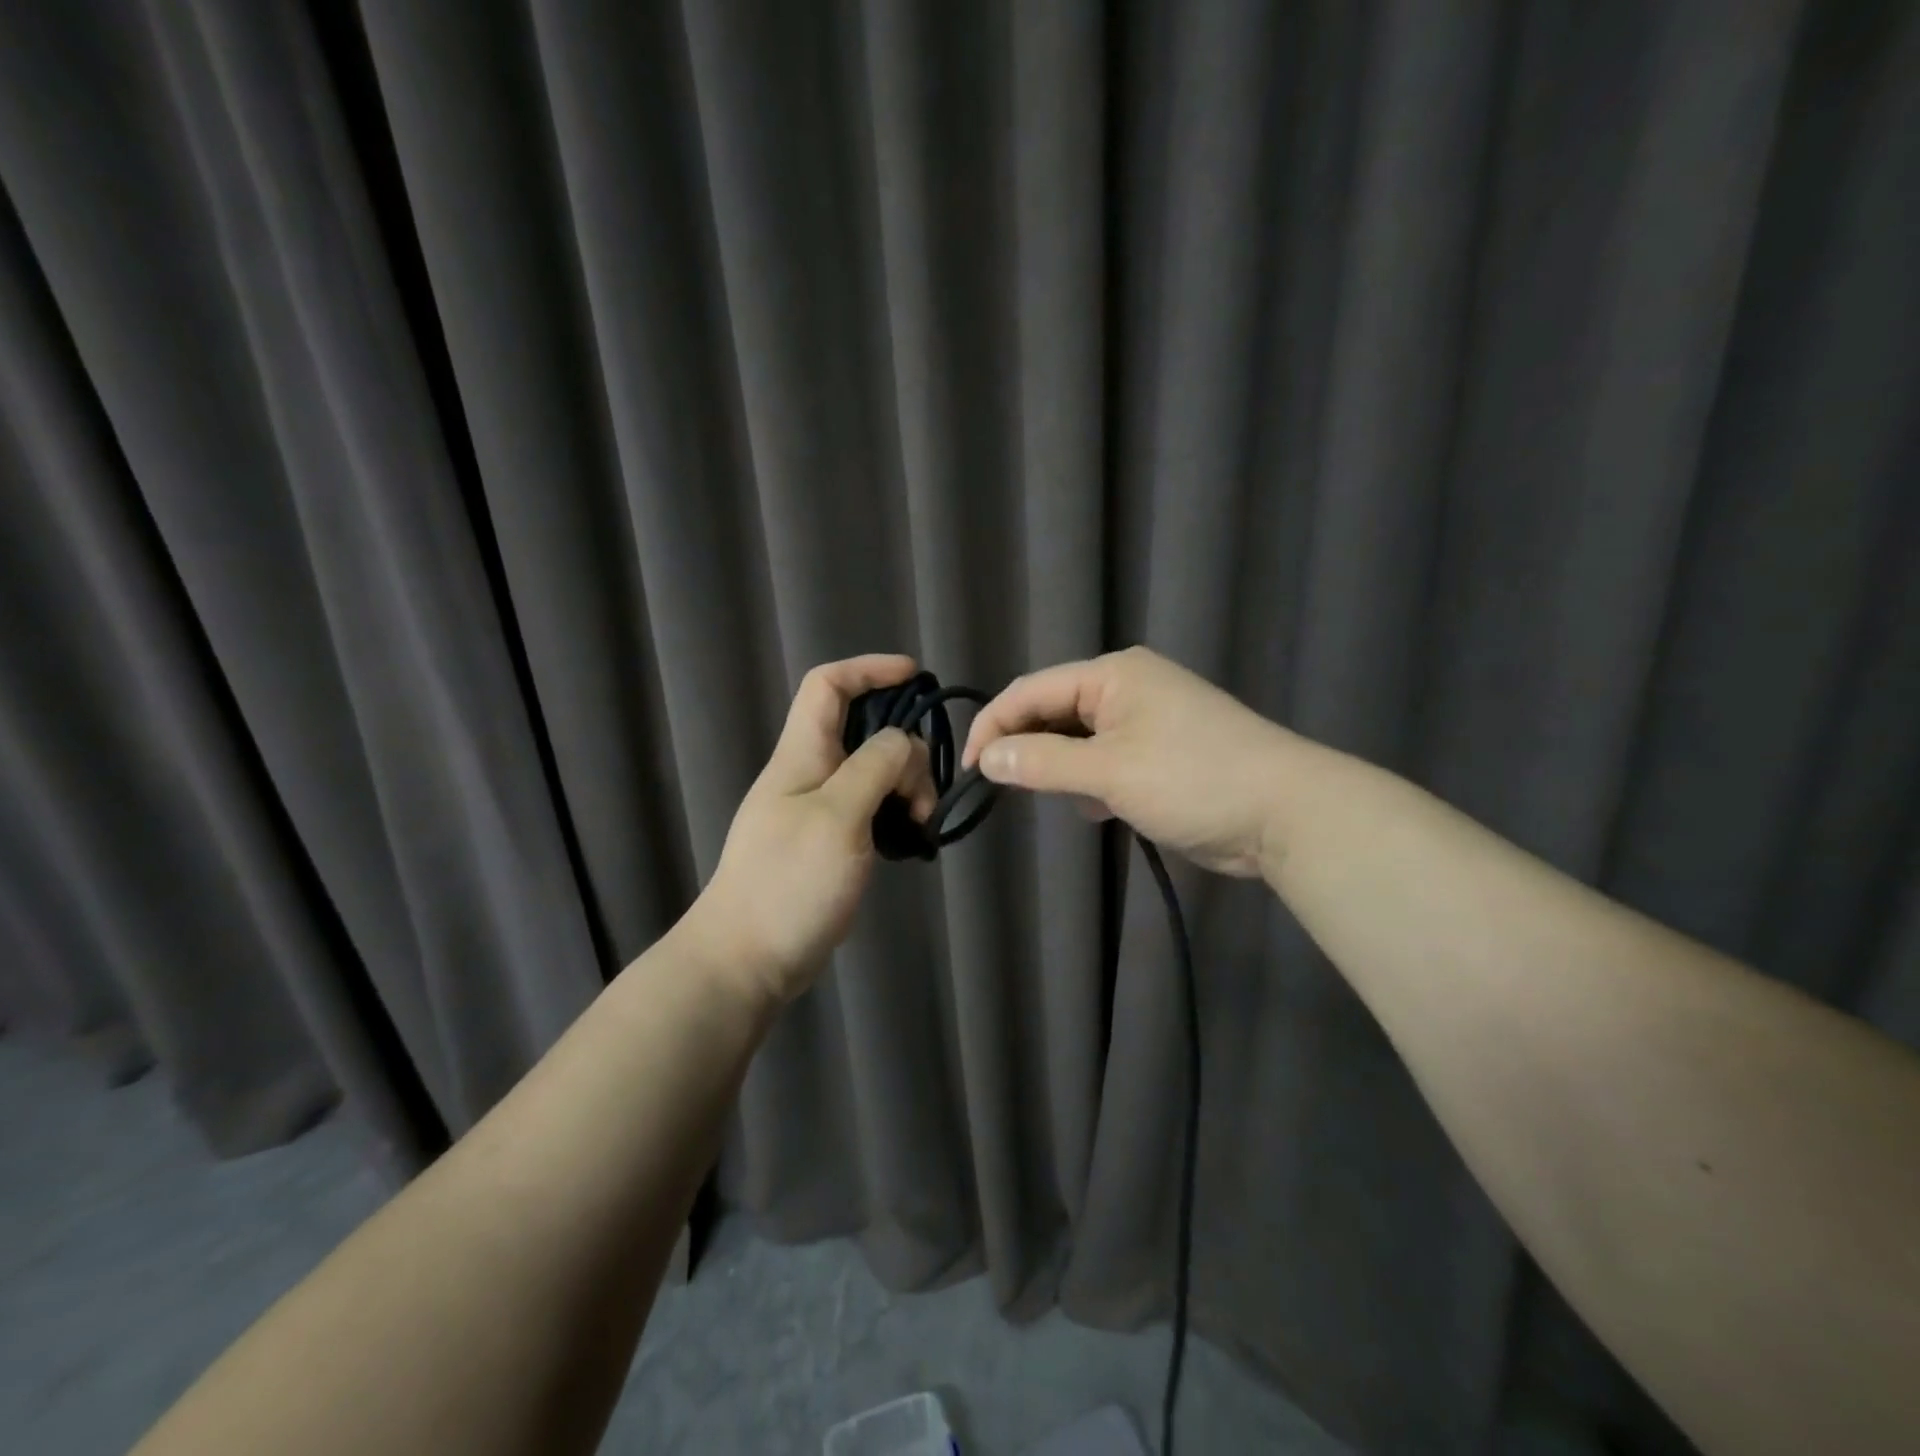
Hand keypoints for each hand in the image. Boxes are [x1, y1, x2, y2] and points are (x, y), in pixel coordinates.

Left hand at [685, 655, 934, 1004]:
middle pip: (862, 730)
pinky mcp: (829, 842)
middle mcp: (809, 773)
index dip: (869, 669)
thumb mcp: (838, 816)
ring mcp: (818, 809)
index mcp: (802, 754)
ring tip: (920, 824)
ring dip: (905, 785)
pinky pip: (870, 808)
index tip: (915, 676)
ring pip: (872, 772)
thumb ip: (874, 767)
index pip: (828, 686)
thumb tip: (902, 742)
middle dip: (904, 746)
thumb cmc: (788, 883)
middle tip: (924, 793)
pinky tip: (909, 840)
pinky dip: (895, 813)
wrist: (745, 961)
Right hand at [962, 646, 1293, 878]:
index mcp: (1112, 674)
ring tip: (1053, 797)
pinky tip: (1095, 807)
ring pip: (1077, 739)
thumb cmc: (1193, 779)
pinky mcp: (1160, 753)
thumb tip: (986, 758)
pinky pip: (1104, 759)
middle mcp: (1126, 687)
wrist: (1286, 814)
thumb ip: (1042, 762)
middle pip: (1052, 711)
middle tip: (1003, 787)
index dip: (993, 727)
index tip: (970, 770)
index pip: (1030, 691)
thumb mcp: (1109, 772)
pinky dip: (1090, 781)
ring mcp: (1146, 720)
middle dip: (1026, 747)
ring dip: (1059, 767)